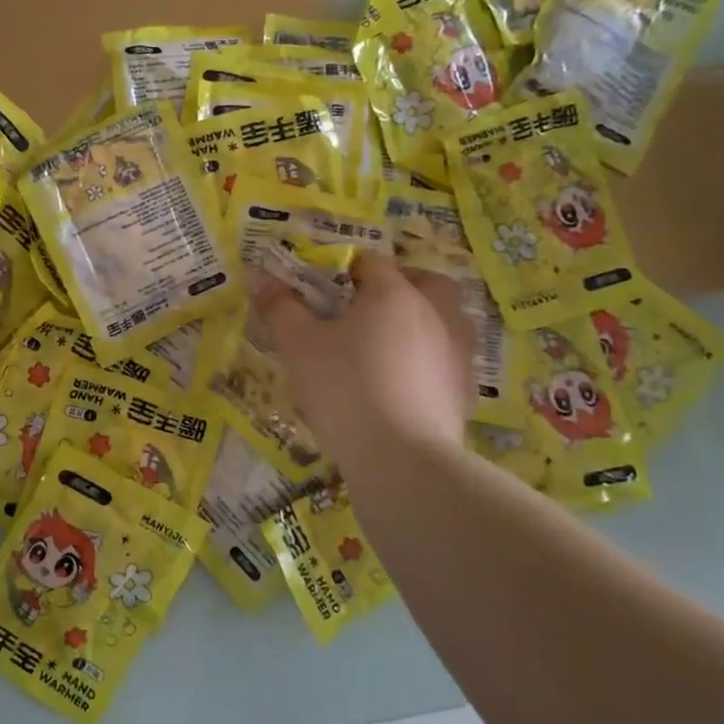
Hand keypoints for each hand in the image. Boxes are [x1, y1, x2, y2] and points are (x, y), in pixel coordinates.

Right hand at [256, 254, 472, 467]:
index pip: (371, 263)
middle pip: (425, 282)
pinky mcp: (464, 390)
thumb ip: (279, 308)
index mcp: (394, 293)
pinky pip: (449, 358)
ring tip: (389, 343)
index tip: (325, 288)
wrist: (402, 460)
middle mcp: (434, 313)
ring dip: (423, 320)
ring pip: (447, 319)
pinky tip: (405, 381)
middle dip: (401, 285)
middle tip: (369, 306)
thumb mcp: (298, 346)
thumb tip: (258, 277)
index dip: (346, 269)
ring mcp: (457, 352)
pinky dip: (431, 359)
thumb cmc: (346, 389)